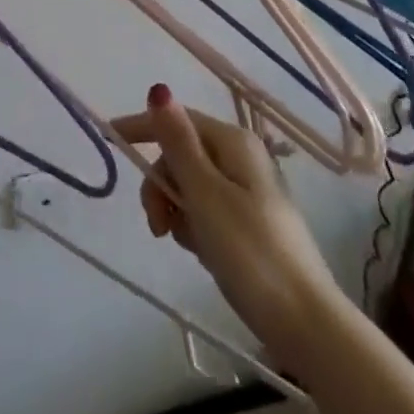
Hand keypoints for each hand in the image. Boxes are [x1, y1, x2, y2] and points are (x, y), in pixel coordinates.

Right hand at [113, 85, 341, 369]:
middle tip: (157, 224)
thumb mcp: (205, 194)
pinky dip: (194, 226)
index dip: (141, 127)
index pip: (177, 119)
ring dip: (176, 208)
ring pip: (190, 185)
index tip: (107, 138)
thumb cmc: (251, 253)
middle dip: (161, 184)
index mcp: (233, 142)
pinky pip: (205, 210)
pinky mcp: (249, 224)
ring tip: (182, 242)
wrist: (306, 324)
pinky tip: (200, 251)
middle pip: (181, 154)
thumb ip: (178, 142)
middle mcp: (241, 158)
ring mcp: (247, 191)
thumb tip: (159, 89)